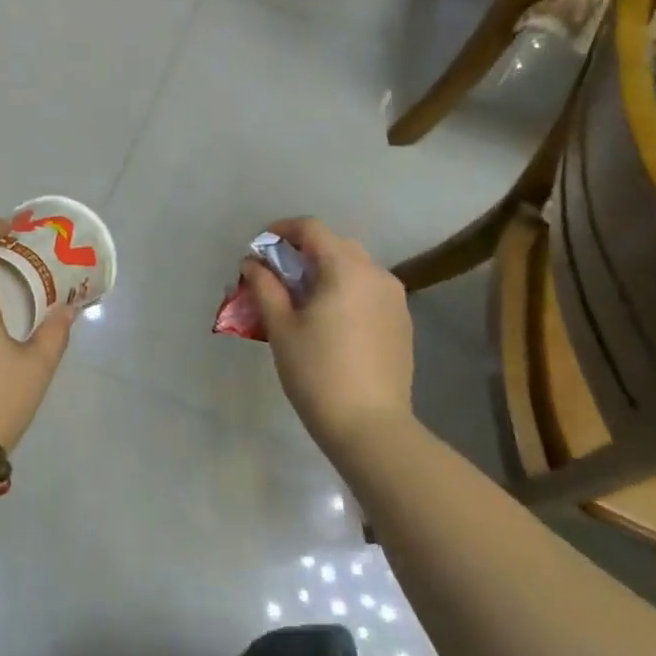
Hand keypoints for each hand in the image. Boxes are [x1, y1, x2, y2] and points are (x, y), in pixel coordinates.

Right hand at [244, 217, 415, 453]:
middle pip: (335, 245)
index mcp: (345, 268)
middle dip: (303, 251)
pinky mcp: (402, 321)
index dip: (282, 230)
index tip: (260, 247)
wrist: (370, 426)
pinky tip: (330, 319)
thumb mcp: (281, 326)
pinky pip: (369, 290)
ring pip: (355, 267)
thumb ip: (265, 286)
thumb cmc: (317, 372)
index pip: (312, 229)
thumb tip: (253, 262)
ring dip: (326, 271)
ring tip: (302, 298)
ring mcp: (394, 298)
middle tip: (277, 275)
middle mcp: (376, 273)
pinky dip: (346, 290)